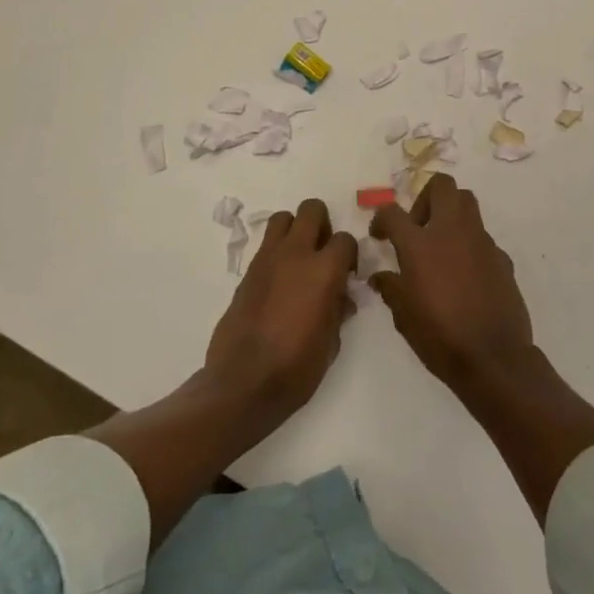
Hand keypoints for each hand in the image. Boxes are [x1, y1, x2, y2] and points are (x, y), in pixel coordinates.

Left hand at [205, 198, 358, 419]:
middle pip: (311, 209)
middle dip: (322, 225)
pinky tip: (279, 281)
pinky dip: (276, 252)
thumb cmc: (296, 368)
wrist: (243, 383)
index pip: (345, 239)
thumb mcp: (331, 343)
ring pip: (283, 218)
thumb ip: (338, 311)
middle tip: (323, 253)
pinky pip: (266, 245)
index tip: (347, 275)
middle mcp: (296, 254)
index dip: (350, 255)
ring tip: (299, 259)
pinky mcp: (247, 272)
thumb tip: (341, 298)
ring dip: (295, 230)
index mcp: (324, 271)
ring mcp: (267, 260)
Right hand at [368, 174, 534, 393]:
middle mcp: (452, 232)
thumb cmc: (440, 337)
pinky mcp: (501, 256)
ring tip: (440, 244)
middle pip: (441, 186)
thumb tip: (381, 277)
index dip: (381, 219)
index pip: (393, 212)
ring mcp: (481, 241)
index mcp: (420, 244)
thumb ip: (390, 288)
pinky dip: (469, 244)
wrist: (494, 357)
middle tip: (417, 227)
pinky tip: (464, 273)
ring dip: (450, 212)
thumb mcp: (403, 316)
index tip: (380, 235)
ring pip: (467, 202)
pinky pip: (482, 237)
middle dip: (424, 197)